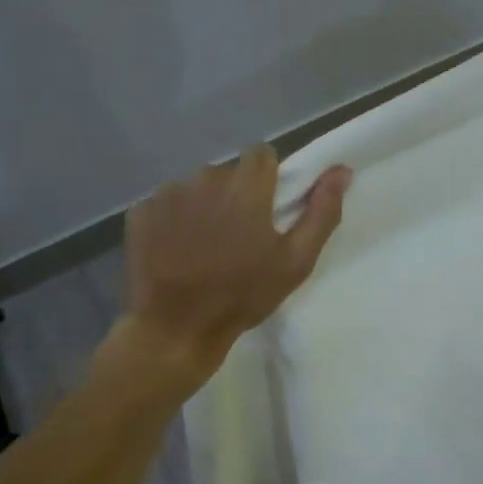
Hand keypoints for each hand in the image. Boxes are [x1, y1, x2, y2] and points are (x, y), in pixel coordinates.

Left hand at [118, 145, 349, 381]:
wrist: (177, 328)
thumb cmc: (244, 295)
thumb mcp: (296, 261)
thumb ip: (322, 212)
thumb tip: (341, 170)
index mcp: (246, 187)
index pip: (261, 154)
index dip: (268, 178)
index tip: (267, 209)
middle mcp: (205, 179)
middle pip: (228, 172)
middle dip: (236, 195)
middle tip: (238, 236)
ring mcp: (168, 194)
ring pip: (196, 187)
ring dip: (205, 206)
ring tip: (205, 246)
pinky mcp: (141, 212)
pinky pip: (166, 203)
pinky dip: (175, 220)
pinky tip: (177, 250)